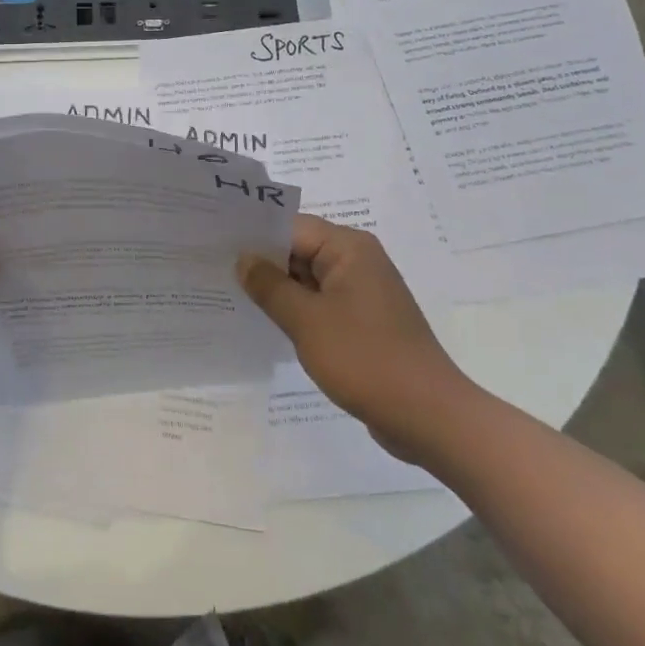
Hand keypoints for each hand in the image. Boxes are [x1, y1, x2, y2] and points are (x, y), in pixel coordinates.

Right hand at [237, 214, 475, 462]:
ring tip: (231, 294)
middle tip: (214, 269)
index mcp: (348, 247)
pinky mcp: (364, 321)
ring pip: (307, 278)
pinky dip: (297, 310)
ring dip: (277, 289)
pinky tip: (265, 322)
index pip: (289, 226)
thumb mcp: (307, 321)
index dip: (252, 235)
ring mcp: (362, 292)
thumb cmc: (366, 359)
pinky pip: (321, 303)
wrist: (431, 419)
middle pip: (298, 249)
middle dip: (261, 262)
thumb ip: (270, 286)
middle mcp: (357, 260)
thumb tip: (243, 259)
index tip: (214, 244)